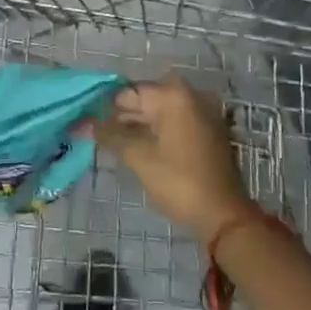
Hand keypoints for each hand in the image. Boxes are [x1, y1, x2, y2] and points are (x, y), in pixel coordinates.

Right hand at [95, 79, 254, 241]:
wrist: (223, 216)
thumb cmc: (179, 182)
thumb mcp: (139, 158)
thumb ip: (111, 135)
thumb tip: (87, 123)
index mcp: (173, 95)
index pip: (128, 93)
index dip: (105, 107)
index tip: (86, 122)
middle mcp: (189, 95)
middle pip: (144, 100)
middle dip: (120, 117)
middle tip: (95, 135)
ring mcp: (200, 112)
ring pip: (158, 113)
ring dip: (136, 126)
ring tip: (111, 144)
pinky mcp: (206, 130)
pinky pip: (172, 123)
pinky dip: (154, 132)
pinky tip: (136, 148)